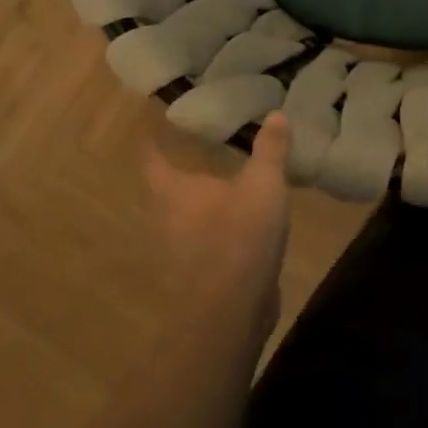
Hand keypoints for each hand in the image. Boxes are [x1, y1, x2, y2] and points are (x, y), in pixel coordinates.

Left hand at [144, 114, 291, 351]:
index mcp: (174, 192)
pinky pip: (201, 246)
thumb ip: (270, 150)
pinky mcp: (194, 279)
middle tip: (200, 155)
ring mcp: (177, 254)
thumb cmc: (239, 236)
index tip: (154, 128)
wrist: (229, 314)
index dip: (152, 143)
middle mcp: (166, 220)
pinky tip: (238, 230)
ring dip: (198, 207)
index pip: (153, 160)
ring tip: (223, 190)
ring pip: (182, 221)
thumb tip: (275, 113)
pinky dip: (214, 233)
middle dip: (180, 176)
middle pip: (165, 192)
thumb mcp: (264, 184)